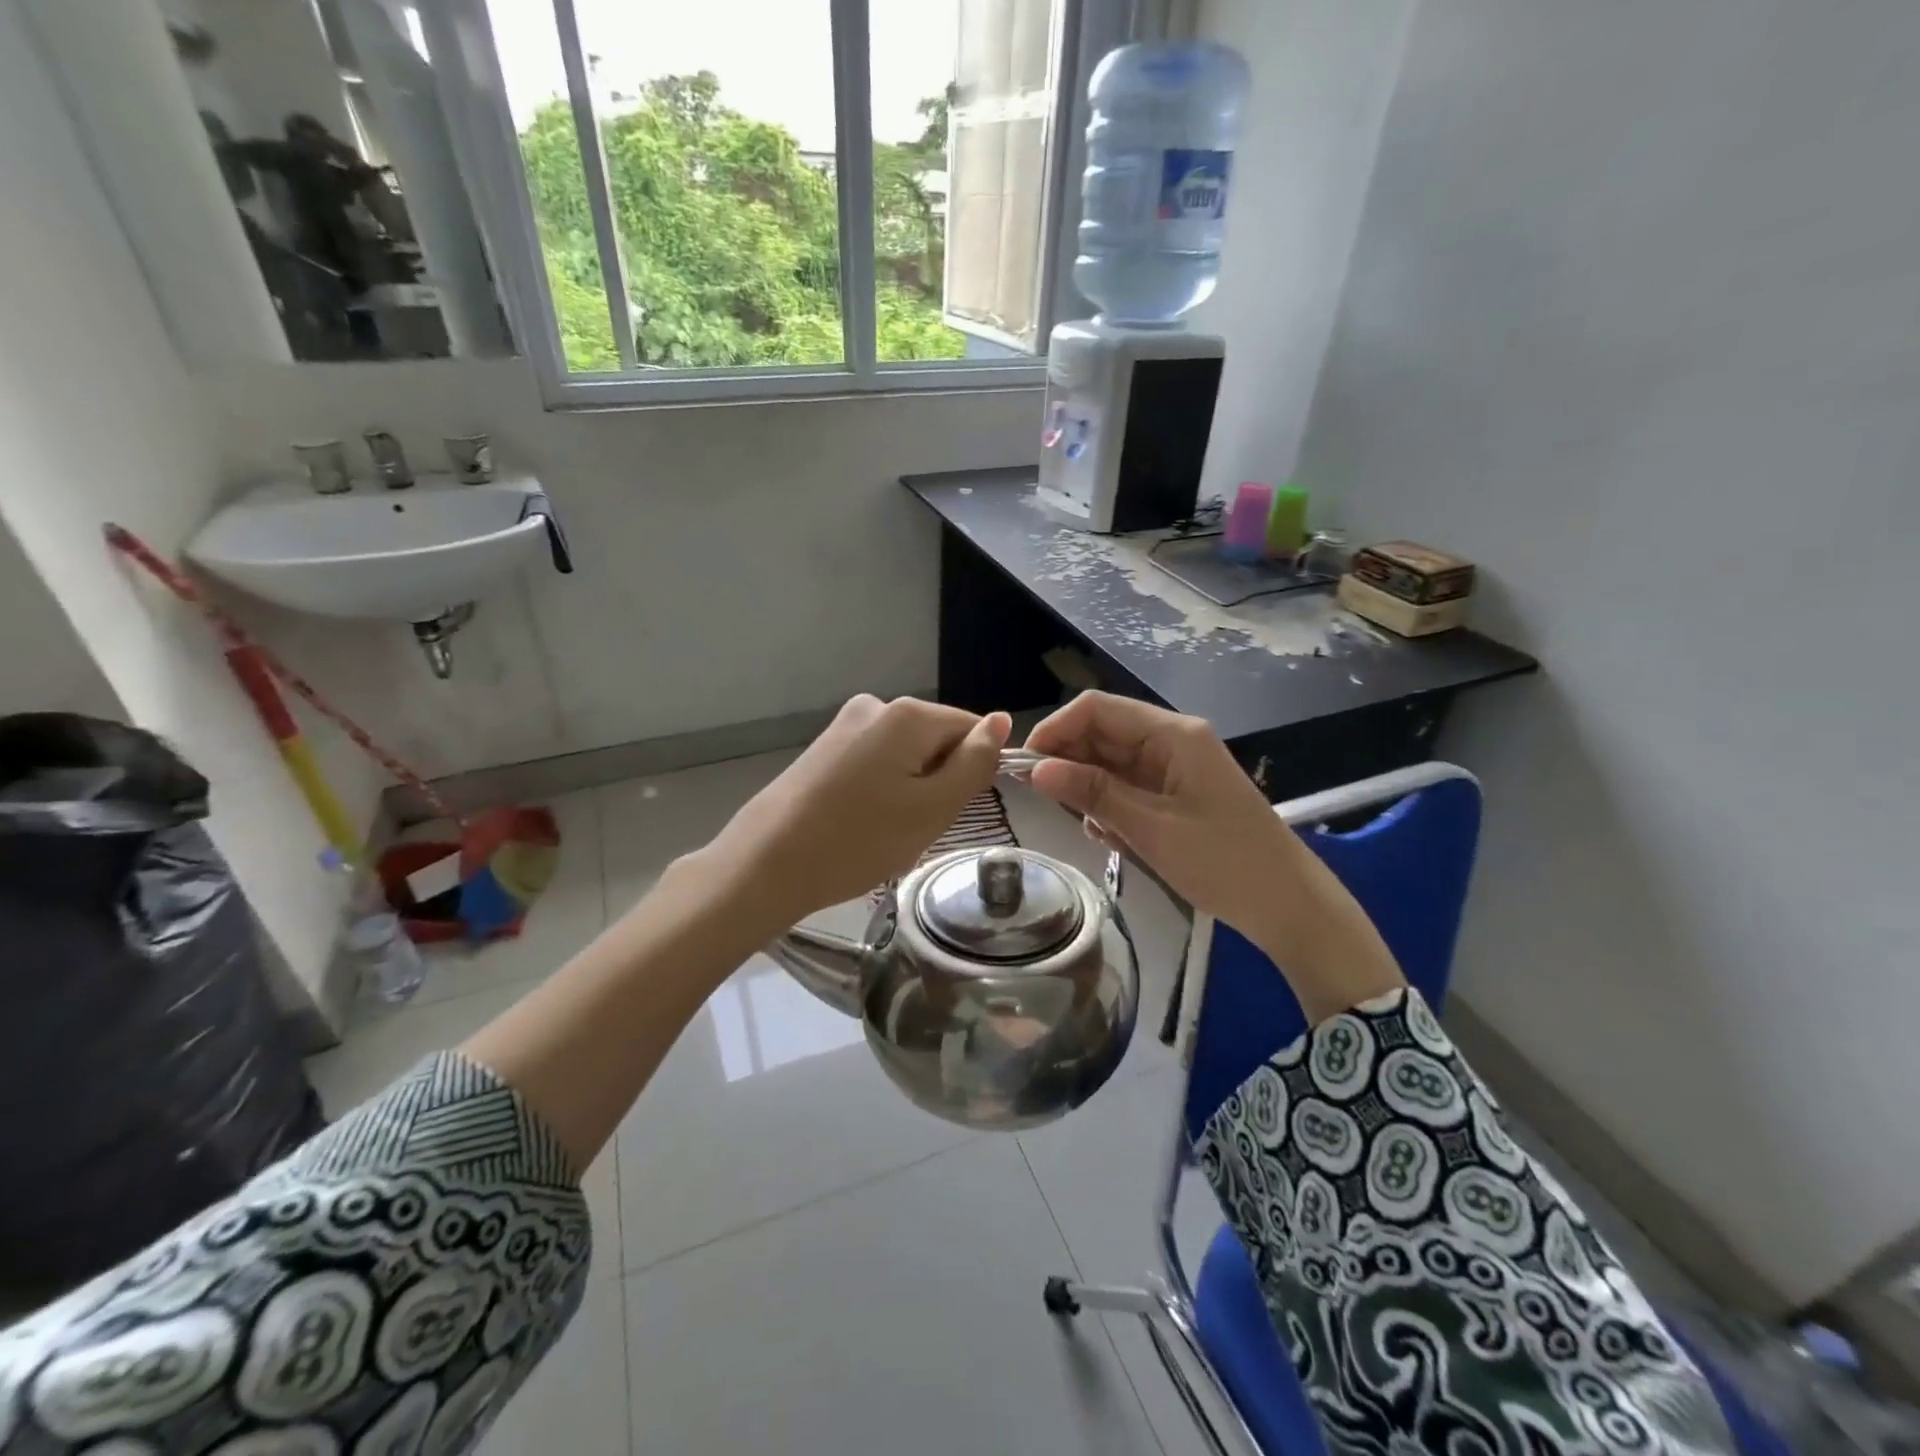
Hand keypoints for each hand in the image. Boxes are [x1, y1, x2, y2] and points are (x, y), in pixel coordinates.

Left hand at [707, 695, 1010, 930]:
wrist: (767, 864)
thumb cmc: (860, 840)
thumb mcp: (934, 808)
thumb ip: (974, 762)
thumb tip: (1001, 721)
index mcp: (907, 714)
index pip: (971, 728)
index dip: (973, 771)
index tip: (952, 811)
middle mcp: (876, 706)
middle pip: (936, 740)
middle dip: (939, 782)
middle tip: (916, 828)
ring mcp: (845, 725)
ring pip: (906, 756)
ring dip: (910, 791)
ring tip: (884, 831)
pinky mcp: (824, 748)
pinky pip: (875, 764)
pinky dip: (881, 792)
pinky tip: (861, 823)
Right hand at [1024, 692, 1401, 1020]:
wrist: (1287, 905)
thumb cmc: (1224, 862)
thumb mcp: (1151, 828)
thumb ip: (1093, 794)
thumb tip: (1036, 769)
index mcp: (1173, 734)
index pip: (1098, 708)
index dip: (1056, 729)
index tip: (1025, 766)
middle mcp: (1171, 740)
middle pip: (1102, 733)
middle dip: (1069, 762)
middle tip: (1045, 802)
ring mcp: (1174, 767)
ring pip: (1110, 762)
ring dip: (1090, 790)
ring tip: (1091, 828)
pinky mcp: (1175, 793)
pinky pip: (1127, 787)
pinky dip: (1110, 807)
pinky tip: (1111, 837)